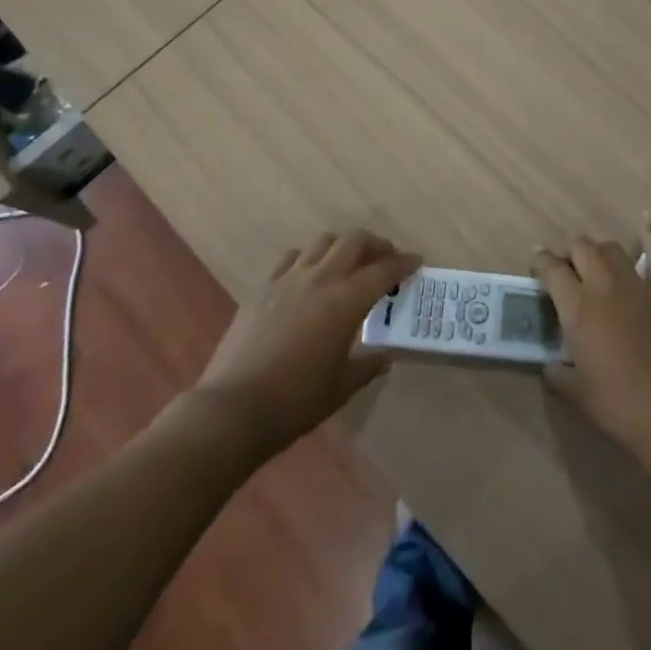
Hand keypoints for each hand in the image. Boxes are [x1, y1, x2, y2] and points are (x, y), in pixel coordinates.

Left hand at [197, 229, 420, 458]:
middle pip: (355, 241)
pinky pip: (292, 258)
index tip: (416, 262)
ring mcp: (289, 278)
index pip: (384, 270)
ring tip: (348, 265)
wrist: (233, 408)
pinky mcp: (263, 287)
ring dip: (342, 247)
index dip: (404, 263)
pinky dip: (309, 259)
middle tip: (386, 260)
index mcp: (346, 300)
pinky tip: (308, 278)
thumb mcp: (342, 387)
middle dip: (376, 245)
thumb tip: (384, 355)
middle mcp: (321, 278)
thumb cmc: (296, 401)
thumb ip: (368, 365)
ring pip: (323, 242)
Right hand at [534, 220, 650, 475]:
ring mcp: (638, 284)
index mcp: (578, 307)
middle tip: (562, 267)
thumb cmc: (622, 408)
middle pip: (580, 248)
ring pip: (611, 248)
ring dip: (597, 250)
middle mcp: (604, 285)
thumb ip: (559, 373)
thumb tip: (549, 365)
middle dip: (567, 252)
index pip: (551, 270)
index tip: (536, 266)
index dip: (540, 263)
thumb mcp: (579, 394)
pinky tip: (645, 218)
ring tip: (591, 261)